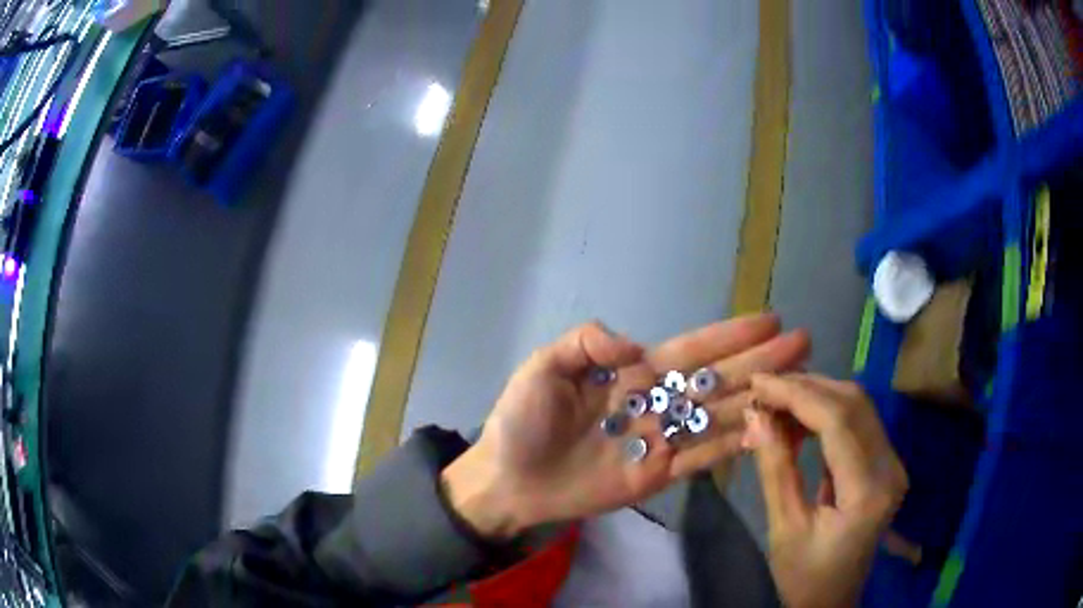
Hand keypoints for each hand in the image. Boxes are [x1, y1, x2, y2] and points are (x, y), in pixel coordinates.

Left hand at [442, 315, 809, 538]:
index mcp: (633, 373)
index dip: (730, 336)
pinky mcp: (658, 475)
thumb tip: (636, 347)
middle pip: (718, 379)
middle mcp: (657, 402)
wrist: (509, 480)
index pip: (692, 351)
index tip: (769, 322)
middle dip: (760, 361)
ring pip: (719, 415)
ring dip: (757, 399)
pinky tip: (765, 431)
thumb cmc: (522, 421)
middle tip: (802, 343)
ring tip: (797, 384)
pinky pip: (702, 458)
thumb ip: (586, 343)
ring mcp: (661, 440)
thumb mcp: (543, 368)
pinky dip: (733, 445)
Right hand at [743, 374, 908, 607]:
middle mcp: (891, 468)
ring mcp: (893, 463)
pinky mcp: (886, 464)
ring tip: (776, 401)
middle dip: (806, 388)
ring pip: (858, 406)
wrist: (832, 600)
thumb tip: (755, 415)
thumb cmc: (804, 575)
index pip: (838, 422)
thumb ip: (775, 468)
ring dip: (816, 396)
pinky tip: (799, 420)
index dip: (797, 395)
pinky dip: (827, 412)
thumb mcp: (784, 527)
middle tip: (764, 389)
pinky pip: (858, 423)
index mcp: (868, 491)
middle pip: (853, 404)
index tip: (758, 382)